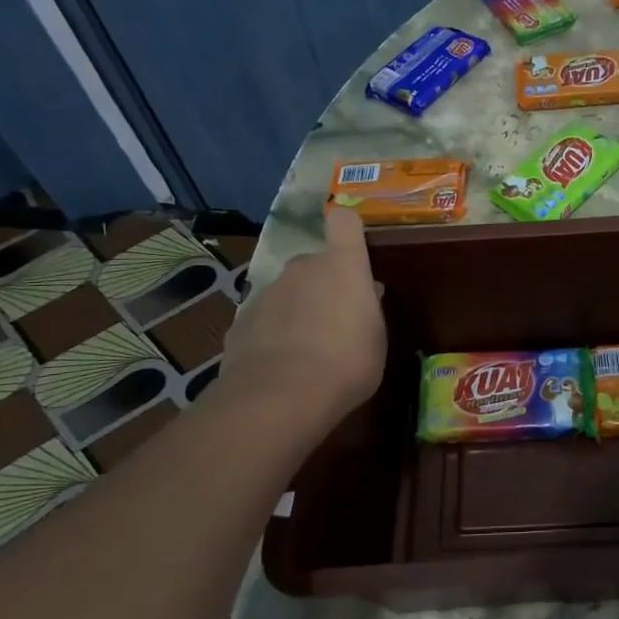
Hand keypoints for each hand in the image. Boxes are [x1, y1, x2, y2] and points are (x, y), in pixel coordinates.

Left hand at [220, 210, 385, 416]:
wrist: (280, 397)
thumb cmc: (347, 363)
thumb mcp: (376, 339)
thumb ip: (370, 309)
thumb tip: (368, 292)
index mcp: (342, 266)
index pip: (344, 221)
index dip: (348, 229)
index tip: (354, 246)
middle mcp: (303, 268)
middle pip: (315, 263)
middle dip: (324, 284)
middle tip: (337, 320)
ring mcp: (267, 292)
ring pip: (288, 291)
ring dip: (298, 309)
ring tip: (307, 350)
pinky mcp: (241, 320)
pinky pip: (265, 318)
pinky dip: (273, 334)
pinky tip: (280, 365)